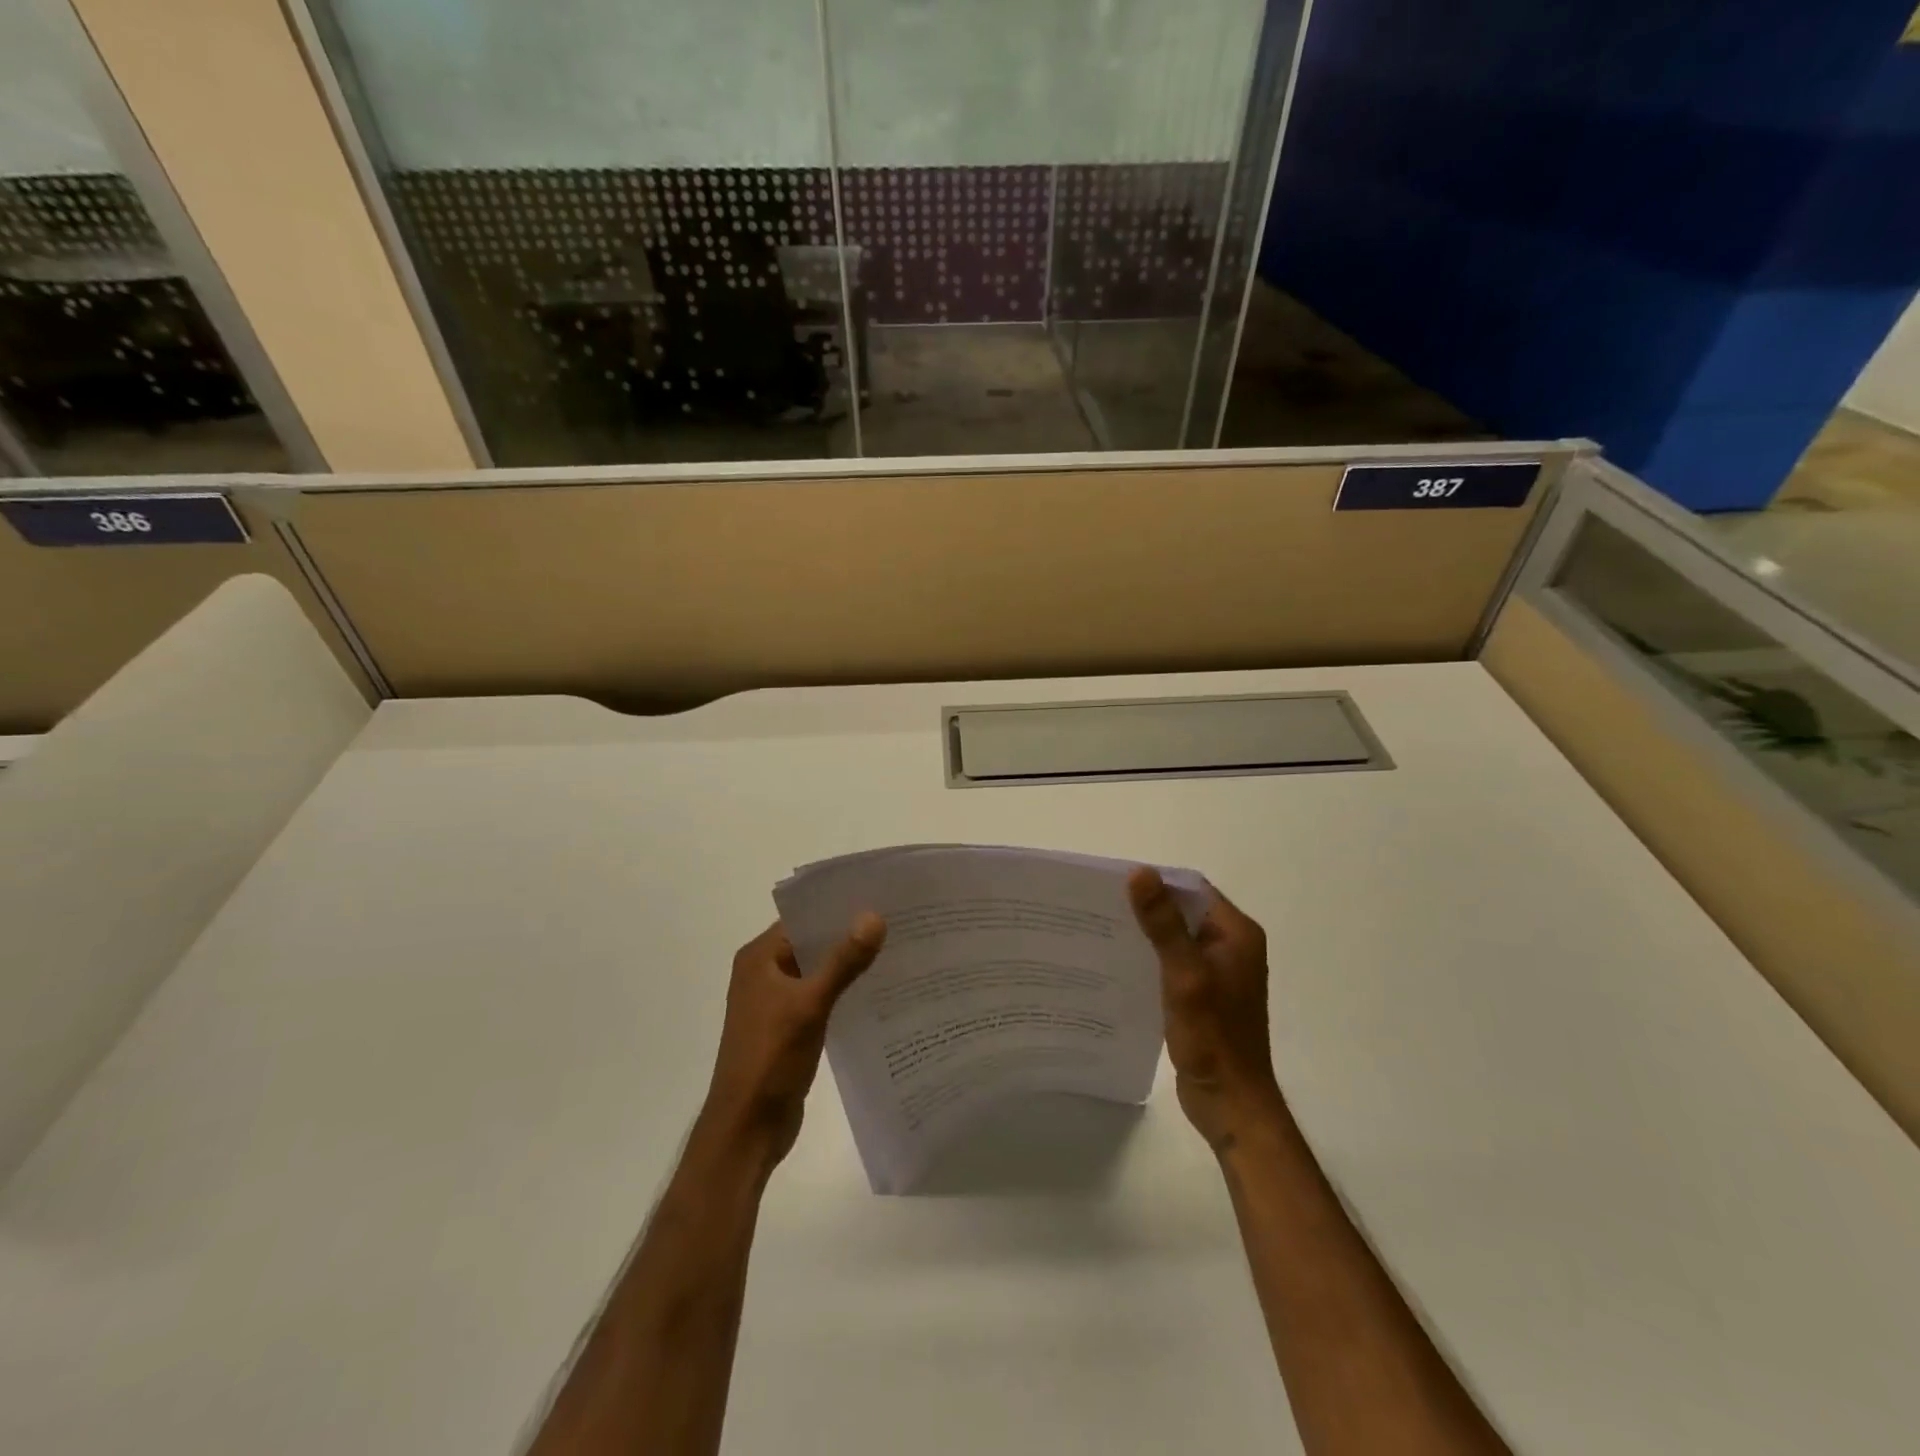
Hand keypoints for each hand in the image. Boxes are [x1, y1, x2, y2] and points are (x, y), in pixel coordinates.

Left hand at [698, 914, 886, 1172]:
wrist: (747, 1129)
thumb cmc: (770, 1059)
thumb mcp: (810, 1005)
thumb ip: (843, 962)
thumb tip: (875, 916)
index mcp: (759, 958)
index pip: (802, 917)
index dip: (838, 906)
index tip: (880, 896)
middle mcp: (764, 973)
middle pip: (812, 942)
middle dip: (849, 934)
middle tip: (897, 921)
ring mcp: (775, 1001)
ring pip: (818, 970)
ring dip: (848, 963)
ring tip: (896, 949)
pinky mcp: (788, 1026)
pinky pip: (820, 996)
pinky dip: (844, 990)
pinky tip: (878, 990)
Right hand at [1128, 867, 1286, 1152]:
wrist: (1230, 1103)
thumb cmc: (1213, 1038)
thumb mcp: (1184, 975)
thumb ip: (1163, 924)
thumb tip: (1140, 872)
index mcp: (1236, 934)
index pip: (1193, 889)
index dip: (1156, 883)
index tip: (1114, 884)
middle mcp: (1231, 946)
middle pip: (1183, 911)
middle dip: (1146, 908)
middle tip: (1100, 907)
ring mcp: (1217, 972)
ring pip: (1176, 938)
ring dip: (1146, 934)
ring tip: (1102, 931)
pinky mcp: (1203, 994)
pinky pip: (1174, 963)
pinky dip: (1150, 959)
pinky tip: (1119, 965)